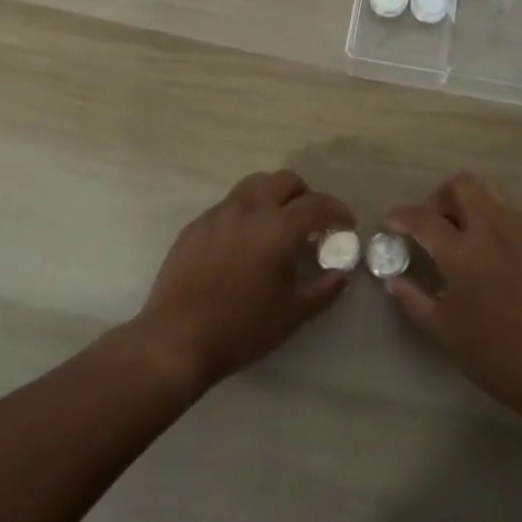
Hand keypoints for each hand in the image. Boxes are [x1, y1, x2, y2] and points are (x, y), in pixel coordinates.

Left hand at [132, 169, 354, 391]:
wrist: (175, 340)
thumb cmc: (241, 328)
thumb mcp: (292, 315)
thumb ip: (323, 290)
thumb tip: (342, 274)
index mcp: (277, 228)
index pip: (316, 203)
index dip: (337, 209)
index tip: (347, 223)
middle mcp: (249, 209)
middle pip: (285, 181)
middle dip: (305, 195)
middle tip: (312, 222)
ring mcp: (218, 213)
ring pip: (254, 185)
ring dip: (274, 196)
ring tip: (277, 225)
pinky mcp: (195, 225)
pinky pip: (229, 205)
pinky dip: (246, 213)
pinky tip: (243, 243)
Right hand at [384, 173, 521, 419]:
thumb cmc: (496, 356)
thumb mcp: (444, 333)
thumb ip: (413, 300)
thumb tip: (393, 279)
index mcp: (462, 254)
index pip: (423, 218)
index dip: (401, 216)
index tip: (390, 222)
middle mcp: (490, 229)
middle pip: (460, 185)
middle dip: (437, 198)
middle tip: (430, 224)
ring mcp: (519, 229)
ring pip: (487, 189)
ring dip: (466, 200)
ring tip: (459, 229)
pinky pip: (508, 206)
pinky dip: (490, 212)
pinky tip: (487, 243)